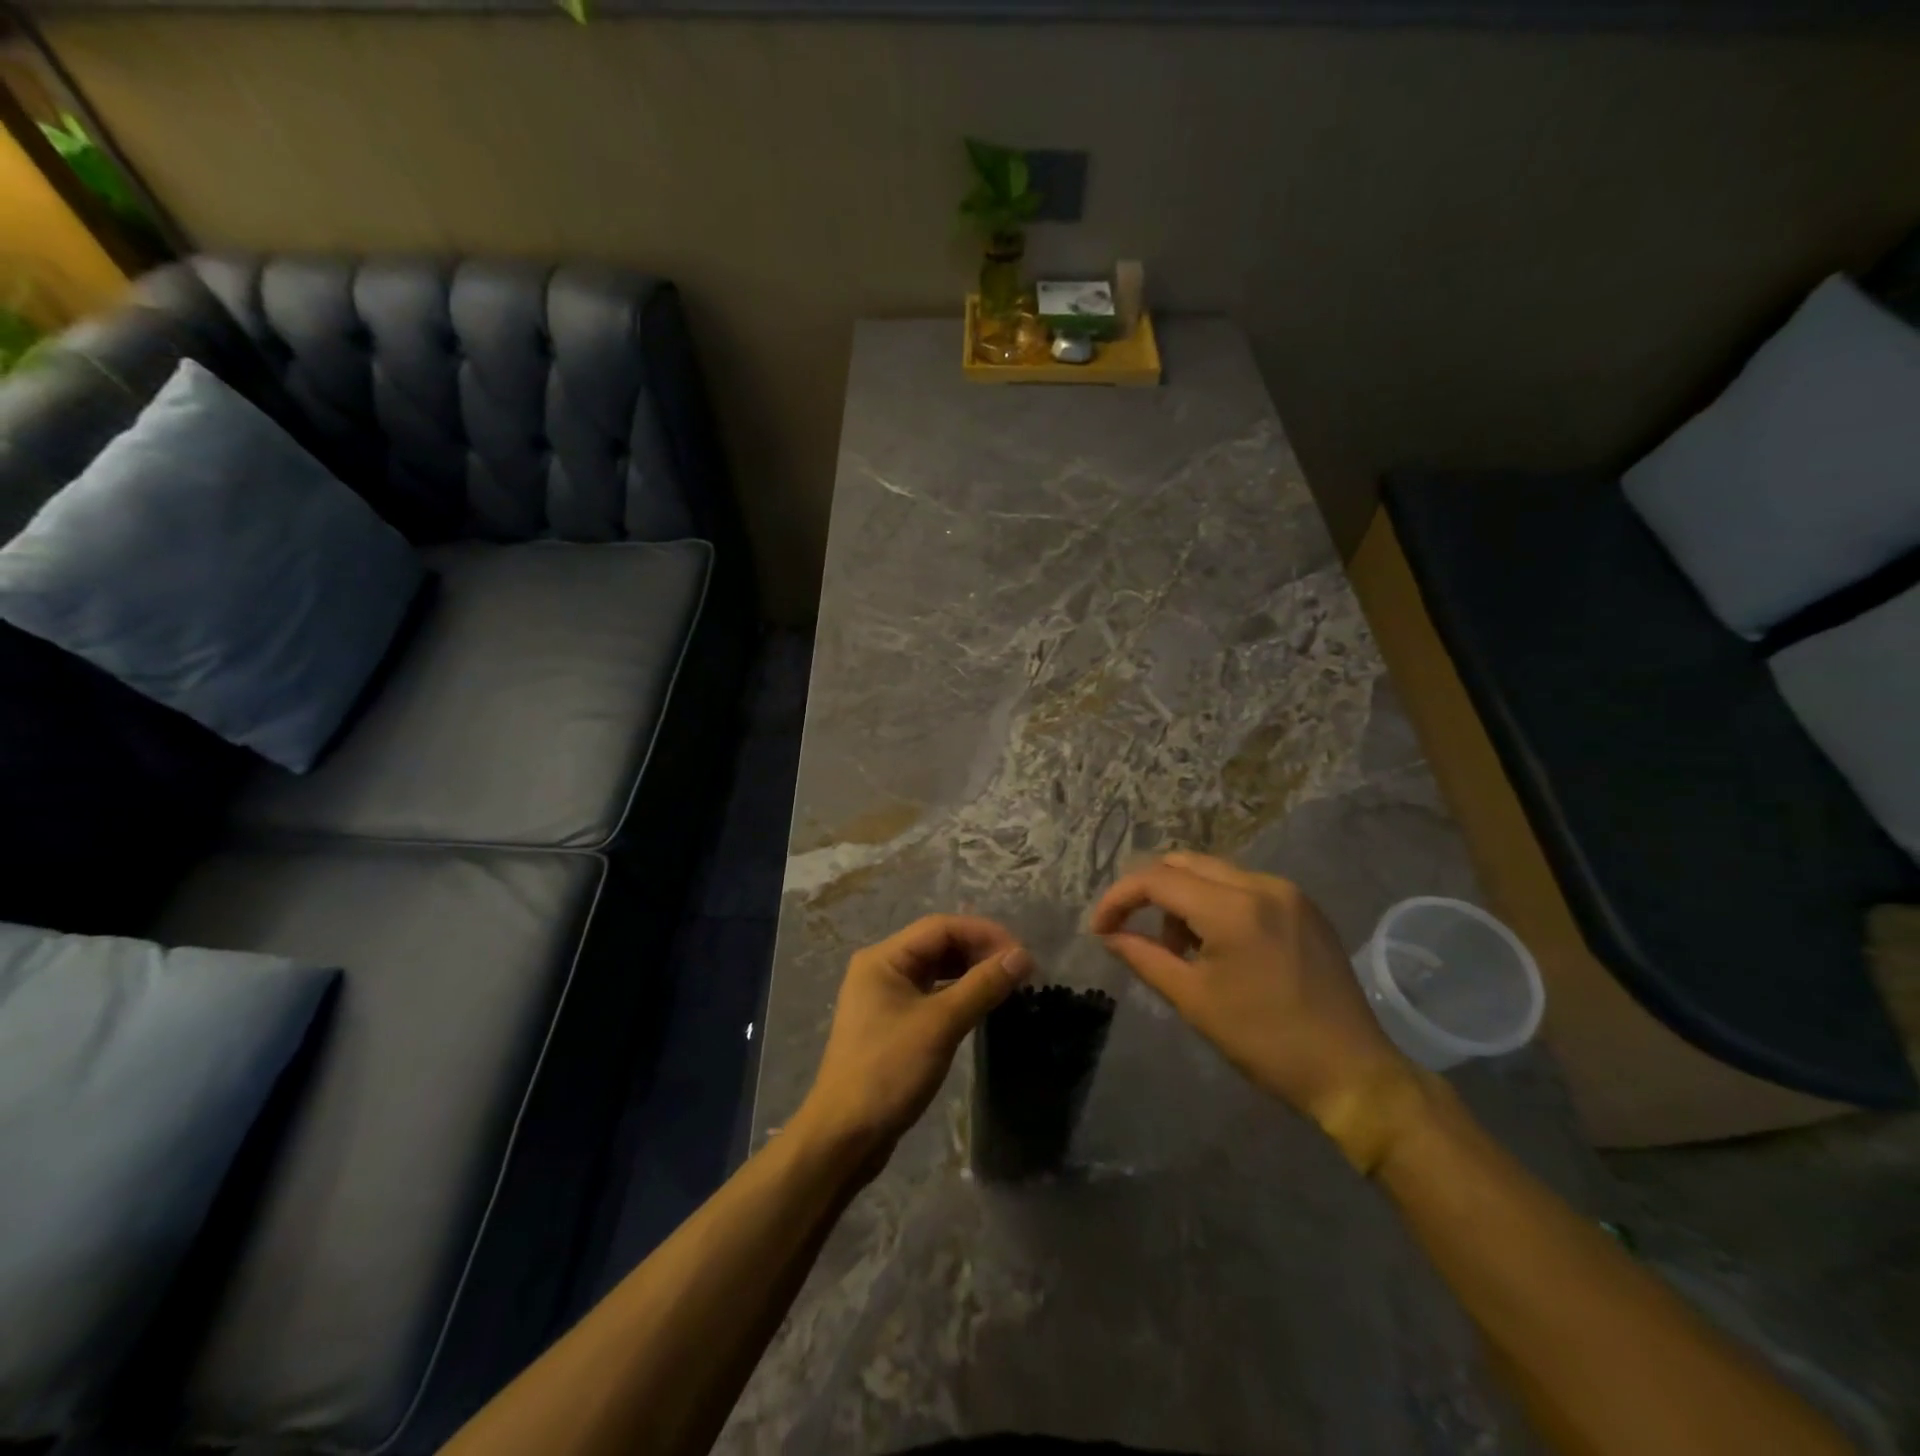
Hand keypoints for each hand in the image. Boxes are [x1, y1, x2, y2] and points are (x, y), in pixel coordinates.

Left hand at [795, 915, 1032, 1170]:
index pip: (941, 928)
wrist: (844, 1137)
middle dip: (979, 952)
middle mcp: (882, 969)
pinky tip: (981, 1006)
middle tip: (1019, 971)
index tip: (1021, 954)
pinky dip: (958, 995)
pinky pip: (931, 995)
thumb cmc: (888, 1071)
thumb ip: (982, 986)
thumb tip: (1023, 956)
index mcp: (884, 958)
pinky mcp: (892, 1024)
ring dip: (971, 973)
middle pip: (938, 945)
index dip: (984, 934)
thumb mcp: (940, 1025)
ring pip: (936, 971)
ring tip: (1007, 985)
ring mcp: (885, 997)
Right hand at [1091, 852, 1414, 1131]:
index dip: (1119, 898)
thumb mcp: (1193, 1000)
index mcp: (1232, 908)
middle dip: (1150, 892)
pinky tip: (1218, 945)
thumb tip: (1109, 935)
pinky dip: (1216, 903)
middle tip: (1134, 931)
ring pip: (1213, 872)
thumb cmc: (1265, 1041)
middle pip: (1183, 863)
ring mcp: (1288, 892)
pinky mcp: (1303, 907)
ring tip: (1181, 949)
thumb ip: (1144, 957)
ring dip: (1183, 898)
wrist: (1352, 1072)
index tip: (1100, 929)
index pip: (1156, 880)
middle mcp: (1261, 885)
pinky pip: (1244, 887)